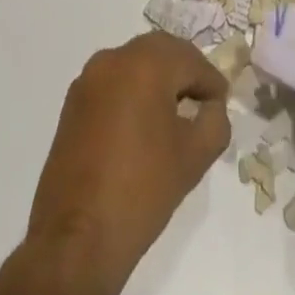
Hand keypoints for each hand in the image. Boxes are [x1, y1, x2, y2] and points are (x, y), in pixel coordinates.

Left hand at [26, 31, 230, 294]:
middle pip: (161, 52)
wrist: (74, 242)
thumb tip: (211, 107)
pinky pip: (113, 84)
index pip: (191, 60)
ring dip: (157, 81)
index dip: (211, 82)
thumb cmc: (141, 191)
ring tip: (173, 115)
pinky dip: (132, 94)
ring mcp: (88, 80)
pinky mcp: (72, 104)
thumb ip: (215, 121)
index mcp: (146, 63)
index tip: (222, 104)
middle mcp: (114, 58)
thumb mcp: (194, 157)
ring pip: (134, 65)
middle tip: (202, 101)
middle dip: (184, 73)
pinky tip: (141, 127)